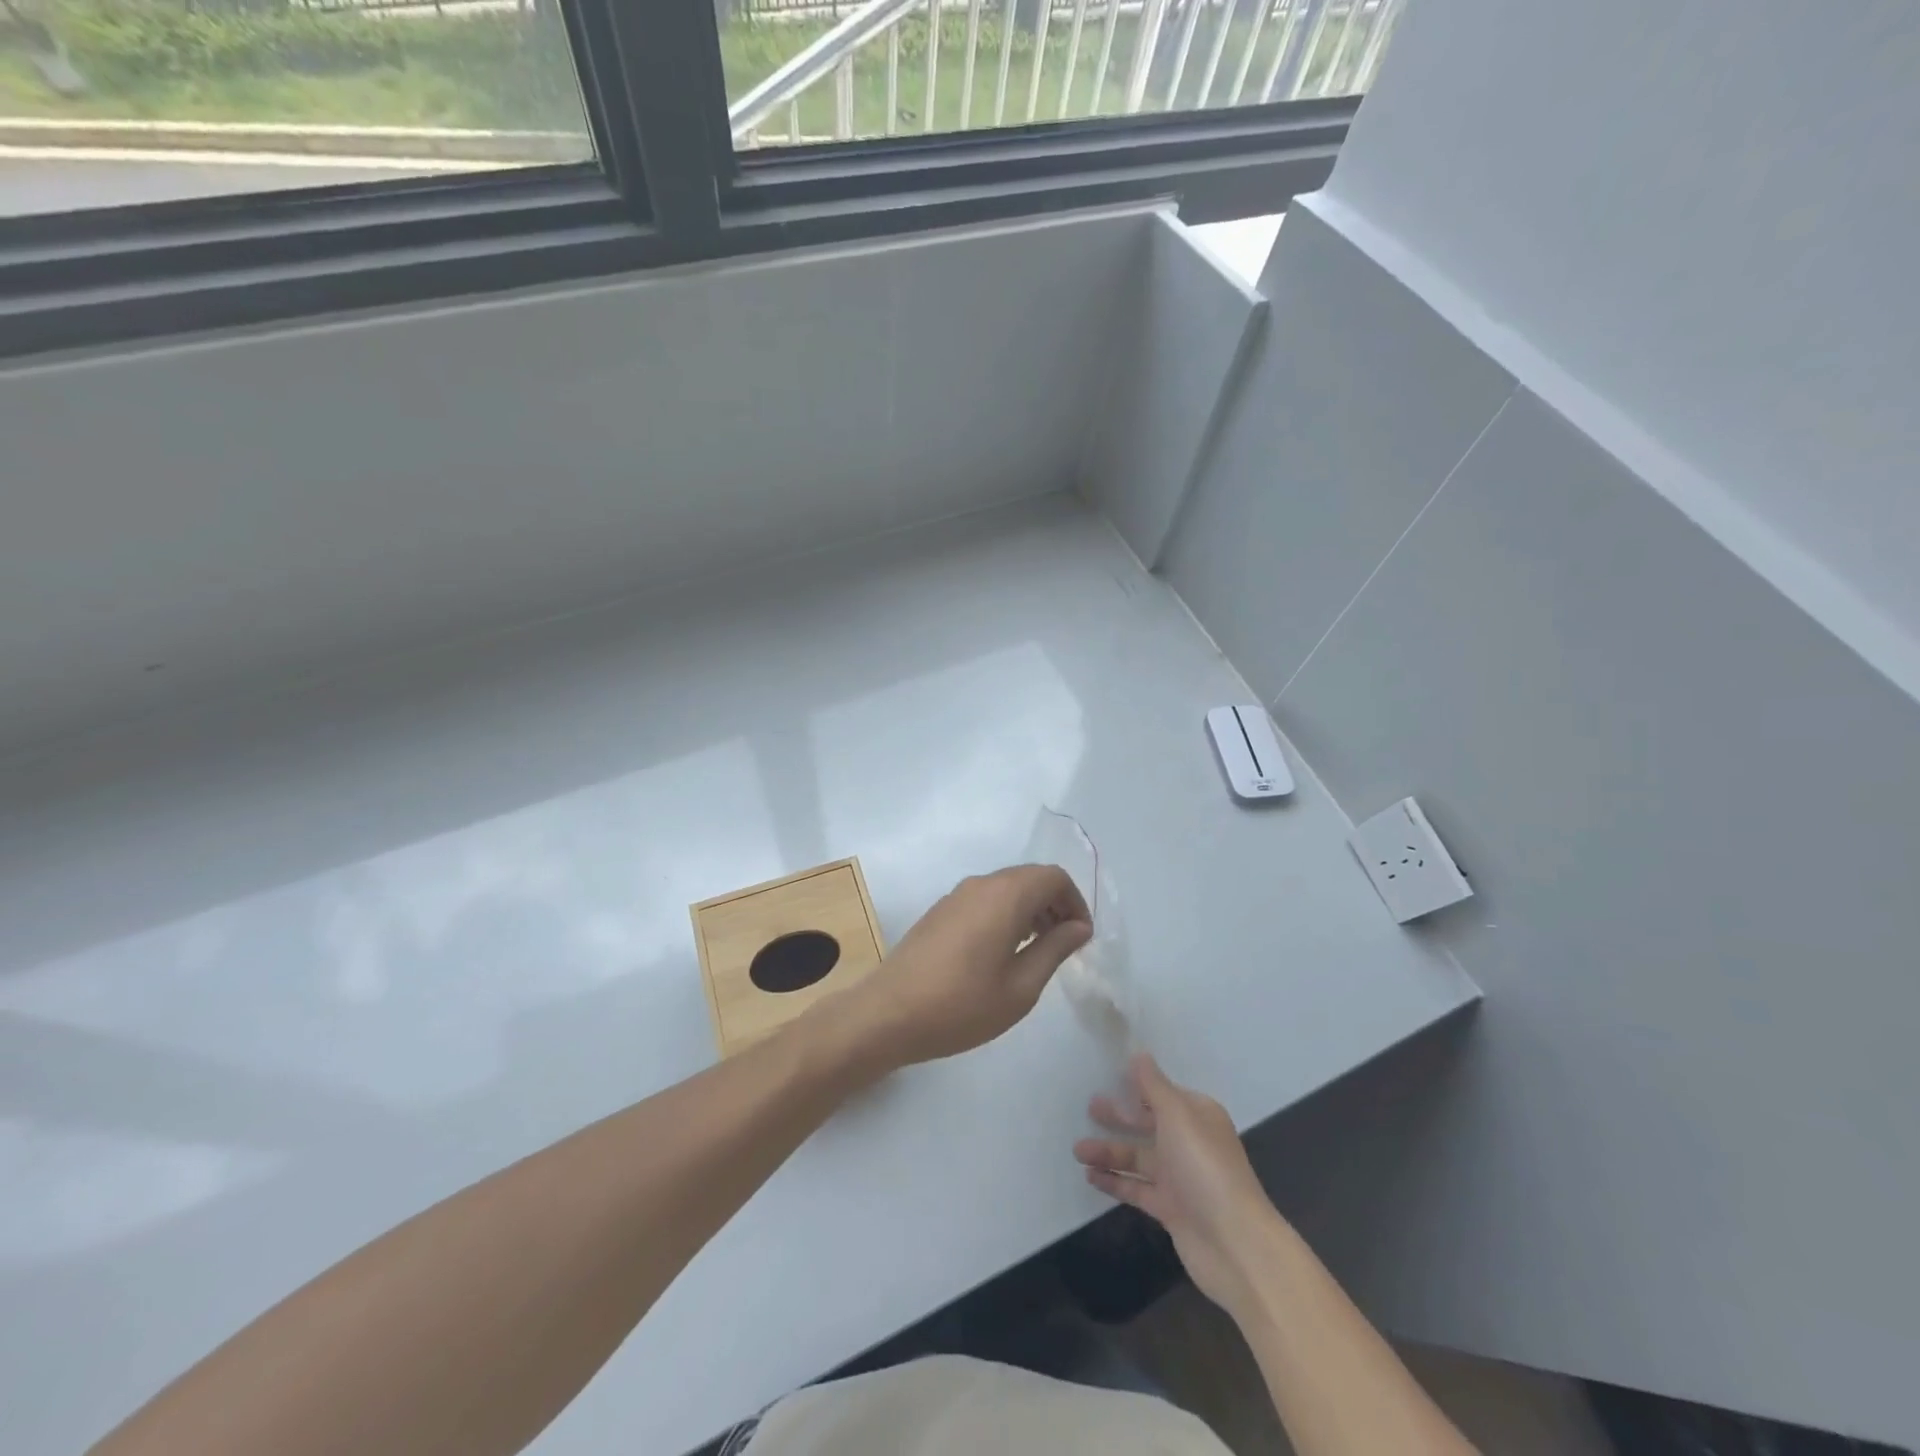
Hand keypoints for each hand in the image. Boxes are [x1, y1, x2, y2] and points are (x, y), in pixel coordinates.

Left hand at [837, 865, 1091, 1069]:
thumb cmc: (961, 1005)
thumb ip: (1055, 949)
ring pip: (1006, 888)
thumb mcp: (1021, 987)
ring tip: (1038, 951)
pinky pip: (985, 899)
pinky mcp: (940, 910)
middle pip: (1030, 878)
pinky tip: (1003, 952)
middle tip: (1065, 945)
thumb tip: (1079, 927)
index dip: (1076, 902)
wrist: (888, 1014)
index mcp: (1005, 896)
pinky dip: (1006, 914)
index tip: (1081, 938)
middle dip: (1055, 904)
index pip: (1054, 877)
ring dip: (1030, 910)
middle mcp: (981, 884)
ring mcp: (956, 895)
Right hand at [1075, 1053, 1281, 1318]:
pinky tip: (1090, 1175)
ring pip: (1138, 1157)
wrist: (1235, 1244)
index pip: (1162, 1094)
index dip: (1136, 1086)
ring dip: (1109, 1152)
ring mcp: (1180, 1178)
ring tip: (1077, 1149)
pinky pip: (1136, 1188)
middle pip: (1148, 1124)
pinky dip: (1114, 1180)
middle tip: (1088, 1108)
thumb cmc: (1205, 1168)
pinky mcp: (1170, 1209)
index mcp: (1197, 1116)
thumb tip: (1139, 1054)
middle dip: (1119, 1117)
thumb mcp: (1178, 1116)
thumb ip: (1154, 1086)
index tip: (1107, 1077)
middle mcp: (1189, 1143)